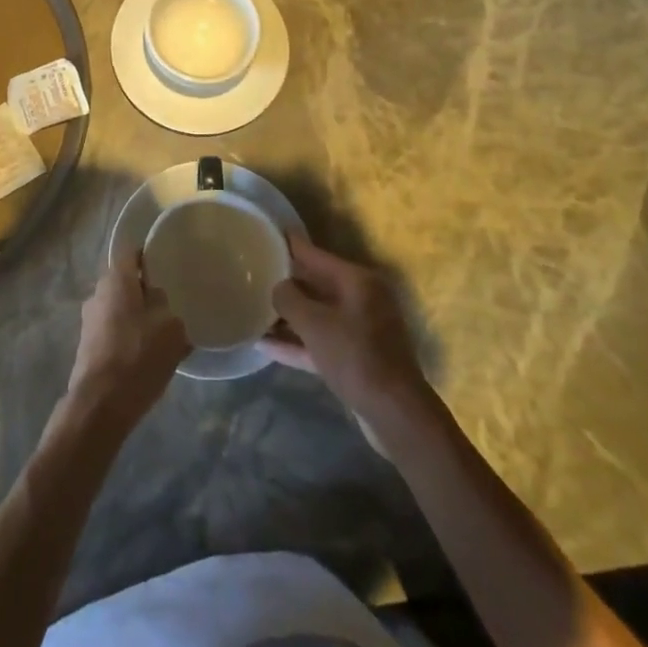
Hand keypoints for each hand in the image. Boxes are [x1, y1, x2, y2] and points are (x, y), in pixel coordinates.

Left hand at [65, 249, 190, 427]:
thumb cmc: (138, 355)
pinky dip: (127, 338)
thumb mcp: (170, 327)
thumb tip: (156, 301)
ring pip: (118, 309)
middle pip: (124, 282)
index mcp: (116, 279)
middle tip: (168, 305)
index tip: (165, 266)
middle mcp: (97, 293)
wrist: (101, 404)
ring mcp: (88, 320)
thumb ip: (166, 306)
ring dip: (135, 317)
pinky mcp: (86, 346)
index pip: (131, 253)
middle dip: (143, 292)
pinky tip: (144, 357)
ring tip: (159, 336)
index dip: (147, 256)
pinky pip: (112, 331)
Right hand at [263, 236, 429, 420]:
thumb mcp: (314, 323)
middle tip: (254, 274)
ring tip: (253, 310)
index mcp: (358, 281)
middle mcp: (362, 299)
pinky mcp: (356, 358)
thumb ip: (289, 299)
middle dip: (286, 283)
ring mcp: (361, 330)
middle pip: (316, 284)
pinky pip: (320, 342)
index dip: (291, 244)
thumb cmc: (355, 356)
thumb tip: (278, 288)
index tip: (268, 232)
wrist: (394, 414)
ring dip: (288, 317)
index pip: (316, 254)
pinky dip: (297, 342)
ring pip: (317, 315)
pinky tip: (265, 346)